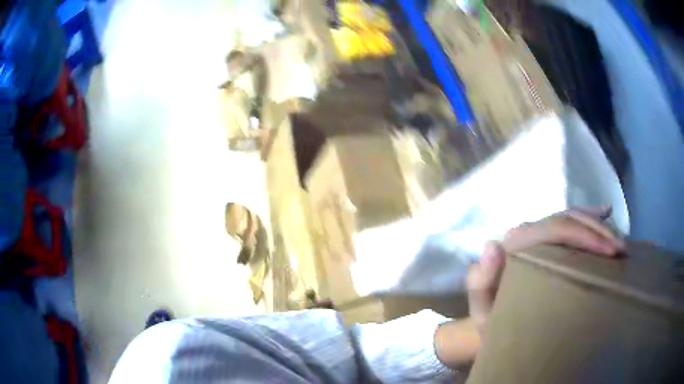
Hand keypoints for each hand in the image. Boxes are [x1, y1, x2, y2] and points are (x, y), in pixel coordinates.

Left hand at [468, 206, 623, 336]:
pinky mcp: (549, 243)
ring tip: (621, 241)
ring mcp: (540, 236)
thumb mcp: (484, 311)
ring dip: (599, 226)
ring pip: (573, 219)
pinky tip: (606, 212)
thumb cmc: (491, 322)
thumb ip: (481, 282)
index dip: (586, 235)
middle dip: (598, 232)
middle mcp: (528, 234)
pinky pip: (572, 224)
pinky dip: (590, 219)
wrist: (494, 324)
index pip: (555, 229)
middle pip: (567, 221)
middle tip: (622, 250)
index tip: (612, 252)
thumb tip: (492, 244)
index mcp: (515, 245)